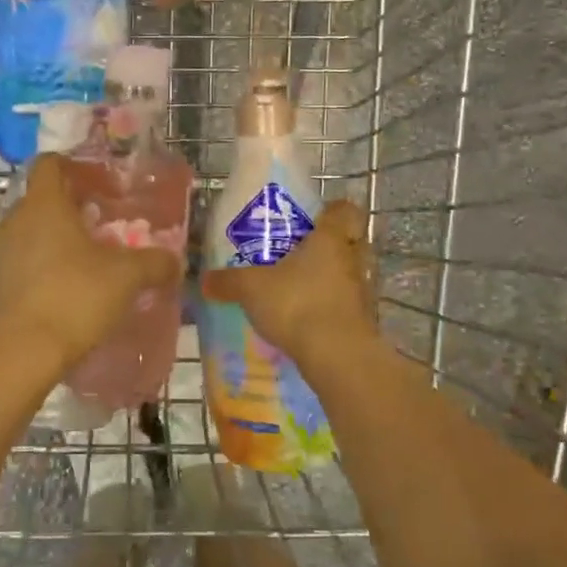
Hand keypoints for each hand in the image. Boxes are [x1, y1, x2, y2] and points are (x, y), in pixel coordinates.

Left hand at [0, 154, 183, 380]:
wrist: (20, 354)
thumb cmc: (75, 298)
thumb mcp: (126, 278)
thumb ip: (154, 263)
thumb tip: (174, 261)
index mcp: (44, 205)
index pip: (49, 164)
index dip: (74, 167)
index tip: (99, 185)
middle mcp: (14, 220)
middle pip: (41, 200)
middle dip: (70, 210)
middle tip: (101, 230)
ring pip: (28, 233)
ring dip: (53, 241)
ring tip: (83, 265)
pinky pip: (18, 263)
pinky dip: (38, 268)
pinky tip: (60, 293)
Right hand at [200, 199, 376, 359]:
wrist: (337, 357)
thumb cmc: (297, 304)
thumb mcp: (251, 289)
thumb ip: (228, 282)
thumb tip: (204, 280)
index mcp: (330, 238)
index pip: (344, 210)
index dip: (331, 210)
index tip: (314, 218)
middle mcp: (352, 259)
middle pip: (350, 242)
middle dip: (330, 246)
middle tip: (301, 253)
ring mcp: (361, 292)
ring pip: (347, 274)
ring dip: (329, 279)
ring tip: (299, 288)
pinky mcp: (362, 322)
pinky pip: (345, 305)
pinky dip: (330, 308)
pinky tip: (305, 319)